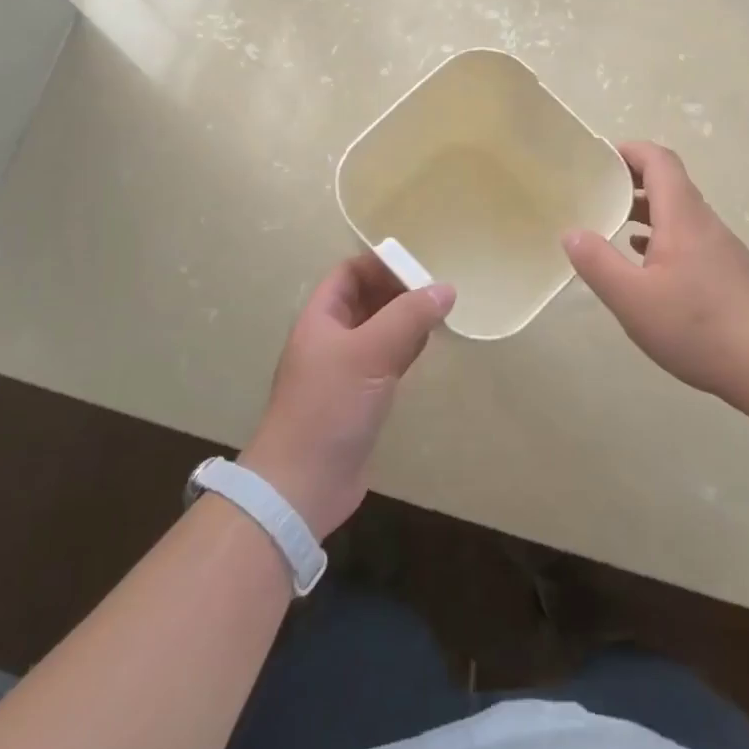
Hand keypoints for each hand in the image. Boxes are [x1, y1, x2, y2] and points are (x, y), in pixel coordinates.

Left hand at [241, 254, 454, 537]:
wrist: (303, 484)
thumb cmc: (329, 407)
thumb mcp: (370, 352)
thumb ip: (408, 317)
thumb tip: (445, 288)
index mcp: (321, 319)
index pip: (349, 273)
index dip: (380, 264)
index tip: (419, 266)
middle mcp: (330, 339)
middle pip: (366, 300)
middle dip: (399, 291)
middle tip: (439, 290)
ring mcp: (344, 371)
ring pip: (379, 331)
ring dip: (406, 320)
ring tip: (441, 313)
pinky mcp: (360, 400)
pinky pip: (386, 361)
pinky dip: (407, 350)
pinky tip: (427, 348)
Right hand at [564, 141, 748, 407]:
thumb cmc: (698, 326)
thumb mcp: (633, 298)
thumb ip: (598, 263)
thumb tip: (572, 232)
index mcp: (682, 217)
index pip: (659, 161)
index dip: (629, 151)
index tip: (598, 159)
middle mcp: (704, 223)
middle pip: (669, 184)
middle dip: (631, 180)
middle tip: (596, 192)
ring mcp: (721, 248)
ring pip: (679, 214)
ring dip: (645, 211)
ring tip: (612, 225)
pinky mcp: (728, 272)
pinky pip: (688, 238)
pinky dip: (661, 237)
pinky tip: (644, 263)